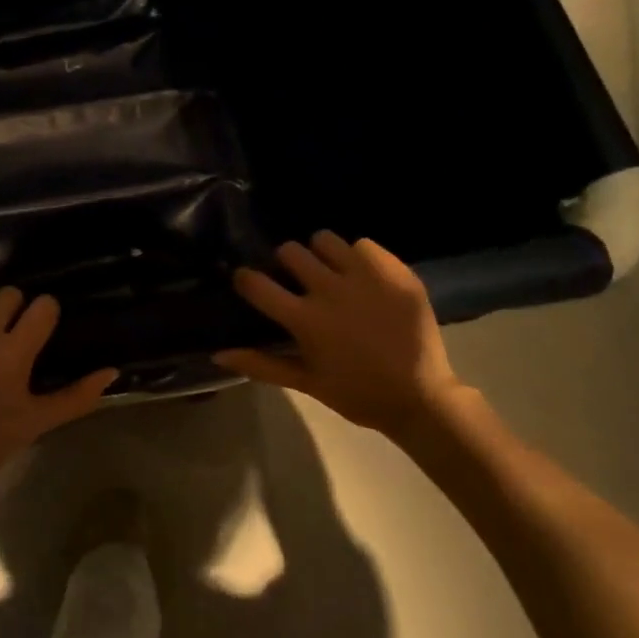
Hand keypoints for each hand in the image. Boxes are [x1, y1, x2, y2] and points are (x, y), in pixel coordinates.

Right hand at [214, 233, 471, 439]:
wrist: (421, 397)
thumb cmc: (356, 393)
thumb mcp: (305, 382)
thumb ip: (261, 364)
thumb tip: (217, 353)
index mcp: (305, 320)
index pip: (257, 284)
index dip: (246, 279)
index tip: (249, 282)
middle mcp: (331, 290)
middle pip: (290, 251)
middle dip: (285, 263)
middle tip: (296, 280)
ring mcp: (365, 277)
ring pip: (325, 240)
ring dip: (320, 254)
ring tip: (330, 272)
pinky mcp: (395, 271)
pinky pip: (364, 245)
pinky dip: (358, 257)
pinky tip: (363, 277)